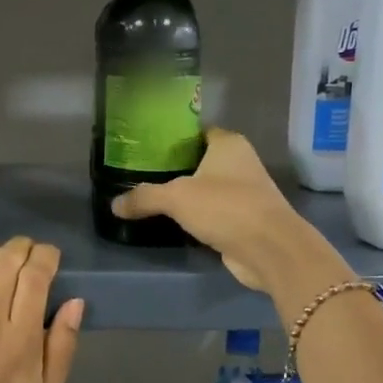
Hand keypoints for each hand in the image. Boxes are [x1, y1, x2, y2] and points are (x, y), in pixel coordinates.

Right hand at [111, 128, 330, 292]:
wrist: (269, 249)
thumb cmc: (226, 207)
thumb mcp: (176, 198)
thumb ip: (144, 197)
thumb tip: (114, 205)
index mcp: (228, 144)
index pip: (196, 133)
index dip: (172, 139)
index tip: (145, 148)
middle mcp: (240, 163)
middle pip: (200, 161)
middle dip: (174, 168)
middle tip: (140, 175)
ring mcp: (244, 193)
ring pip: (206, 189)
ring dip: (185, 195)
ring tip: (150, 198)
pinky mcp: (244, 220)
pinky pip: (212, 213)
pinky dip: (196, 217)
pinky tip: (172, 222)